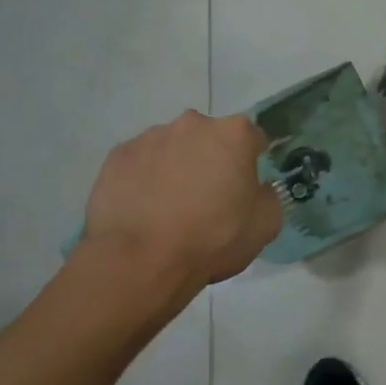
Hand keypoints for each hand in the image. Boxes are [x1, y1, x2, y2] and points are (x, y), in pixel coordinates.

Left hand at [83, 111, 281, 284]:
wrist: (141, 260)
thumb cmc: (213, 238)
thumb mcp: (266, 224)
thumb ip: (268, 196)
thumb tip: (257, 188)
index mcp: (234, 134)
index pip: (254, 138)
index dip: (254, 161)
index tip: (248, 186)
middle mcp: (192, 124)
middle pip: (210, 138)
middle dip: (212, 159)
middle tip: (209, 197)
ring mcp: (150, 137)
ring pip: (173, 148)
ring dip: (177, 167)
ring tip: (171, 207)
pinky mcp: (117, 156)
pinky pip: (140, 163)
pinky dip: (145, 178)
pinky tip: (145, 209)